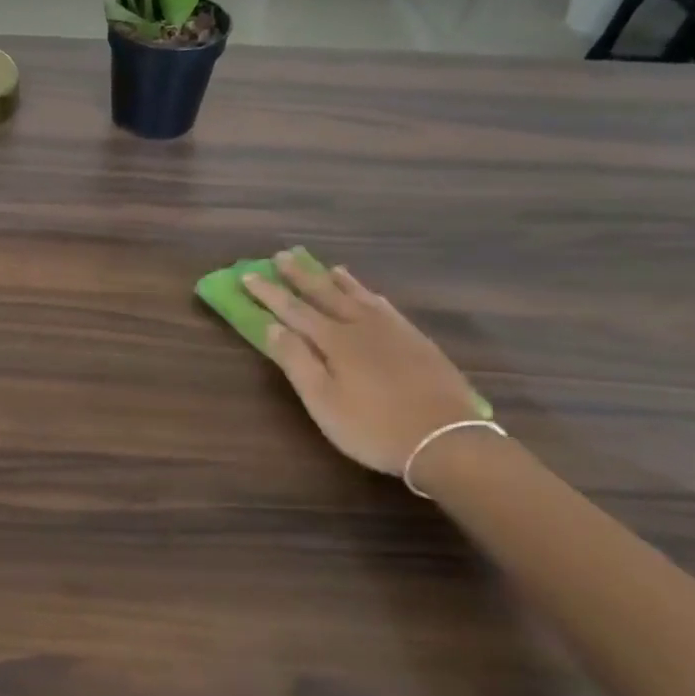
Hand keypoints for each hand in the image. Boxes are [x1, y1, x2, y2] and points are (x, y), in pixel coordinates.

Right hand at [244, 255, 480, 476]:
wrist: (447, 440)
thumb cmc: (373, 427)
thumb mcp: (323, 402)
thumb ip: (297, 361)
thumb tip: (272, 326)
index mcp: (334, 340)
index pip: (293, 309)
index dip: (269, 292)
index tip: (248, 275)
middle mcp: (361, 325)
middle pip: (325, 293)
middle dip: (300, 275)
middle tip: (282, 255)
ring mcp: (392, 330)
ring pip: (358, 295)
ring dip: (336, 279)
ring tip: (325, 266)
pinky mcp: (416, 340)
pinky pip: (385, 305)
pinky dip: (369, 294)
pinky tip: (370, 294)